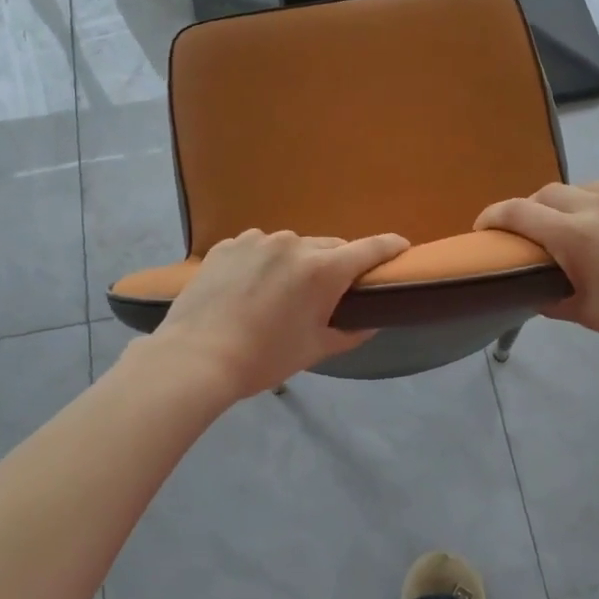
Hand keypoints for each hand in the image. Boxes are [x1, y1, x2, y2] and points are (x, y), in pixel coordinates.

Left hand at [148, 229, 409, 398]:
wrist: (195, 357)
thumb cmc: (264, 358)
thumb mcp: (315, 349)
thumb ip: (350, 332)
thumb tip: (372, 322)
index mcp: (322, 269)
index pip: (370, 248)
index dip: (391, 247)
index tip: (402, 247)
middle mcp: (293, 243)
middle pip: (329, 247)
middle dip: (336, 265)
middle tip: (328, 292)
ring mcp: (257, 240)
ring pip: (291, 246)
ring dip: (296, 263)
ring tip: (280, 293)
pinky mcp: (228, 245)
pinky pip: (258, 248)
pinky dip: (263, 262)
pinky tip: (248, 288)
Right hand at [475, 181, 598, 361]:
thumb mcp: (588, 314)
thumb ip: (551, 297)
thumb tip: (534, 290)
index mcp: (577, 234)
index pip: (519, 212)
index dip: (493, 216)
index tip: (484, 227)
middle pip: (550, 192)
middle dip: (533, 208)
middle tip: (535, 231)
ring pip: (589, 187)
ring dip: (574, 203)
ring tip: (582, 226)